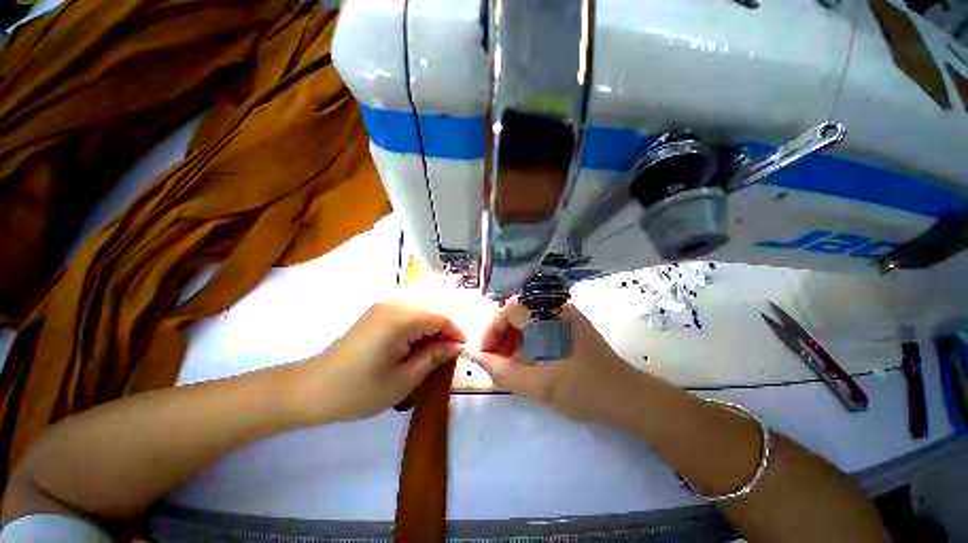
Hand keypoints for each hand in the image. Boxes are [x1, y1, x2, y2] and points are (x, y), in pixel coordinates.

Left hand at [295, 302, 464, 422]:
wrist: (312, 388)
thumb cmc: (359, 391)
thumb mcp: (404, 379)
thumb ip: (434, 357)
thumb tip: (457, 345)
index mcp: (401, 319)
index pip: (442, 317)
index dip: (457, 332)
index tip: (463, 351)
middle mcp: (395, 304)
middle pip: (434, 309)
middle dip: (446, 330)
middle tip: (449, 354)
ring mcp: (385, 305)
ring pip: (423, 309)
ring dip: (434, 327)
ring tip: (434, 351)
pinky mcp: (379, 311)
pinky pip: (410, 311)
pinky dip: (420, 325)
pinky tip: (417, 344)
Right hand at [466, 301, 646, 422]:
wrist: (625, 396)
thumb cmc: (582, 389)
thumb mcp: (537, 385)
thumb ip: (501, 371)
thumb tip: (474, 356)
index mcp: (548, 315)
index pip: (508, 311)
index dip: (491, 330)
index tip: (485, 354)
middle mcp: (556, 306)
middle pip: (516, 312)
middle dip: (501, 335)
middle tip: (495, 359)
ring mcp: (565, 313)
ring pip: (527, 318)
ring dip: (514, 337)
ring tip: (509, 360)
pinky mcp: (570, 323)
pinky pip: (540, 323)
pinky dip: (528, 338)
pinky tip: (528, 357)